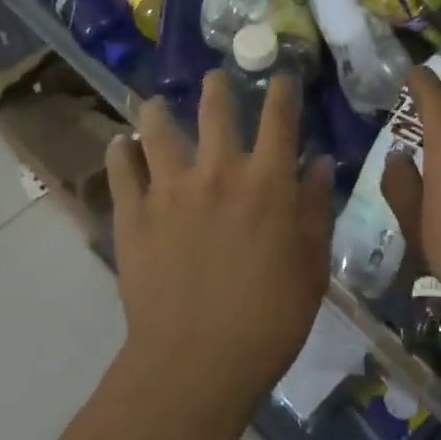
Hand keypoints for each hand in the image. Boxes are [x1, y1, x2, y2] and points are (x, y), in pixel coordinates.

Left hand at [106, 68, 334, 439]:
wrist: (196, 363)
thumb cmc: (268, 319)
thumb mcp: (311, 266)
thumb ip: (316, 208)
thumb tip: (320, 162)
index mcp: (266, 182)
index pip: (279, 118)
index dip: (282, 90)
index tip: (281, 76)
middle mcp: (218, 172)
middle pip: (215, 109)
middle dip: (217, 86)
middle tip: (215, 79)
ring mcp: (169, 189)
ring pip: (157, 128)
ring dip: (157, 111)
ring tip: (154, 105)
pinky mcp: (133, 214)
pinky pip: (120, 169)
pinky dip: (120, 152)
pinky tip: (121, 146)